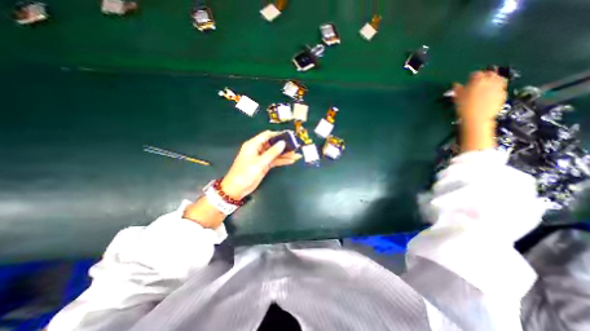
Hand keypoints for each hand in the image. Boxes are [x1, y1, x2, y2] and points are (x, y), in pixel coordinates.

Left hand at [222, 131, 303, 198]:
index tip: (289, 135)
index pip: (267, 135)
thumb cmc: (245, 173)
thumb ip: (272, 152)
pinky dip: (282, 161)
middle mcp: (258, 149)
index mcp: (253, 145)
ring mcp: (262, 158)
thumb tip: (282, 143)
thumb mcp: (260, 162)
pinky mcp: (264, 165)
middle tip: (295, 146)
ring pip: (275, 153)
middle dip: (284, 145)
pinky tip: (291, 160)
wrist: (237, 189)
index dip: (278, 134)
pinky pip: (275, 161)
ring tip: (296, 154)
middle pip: (273, 144)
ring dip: (285, 154)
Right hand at [453, 69, 506, 124]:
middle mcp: (491, 81)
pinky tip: (490, 95)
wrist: (476, 119)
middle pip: (490, 74)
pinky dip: (496, 89)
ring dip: (493, 81)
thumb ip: (458, 89)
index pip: (475, 74)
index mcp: (478, 80)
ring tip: (487, 86)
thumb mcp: (457, 98)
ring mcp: (499, 87)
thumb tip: (456, 85)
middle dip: (485, 76)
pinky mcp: (503, 95)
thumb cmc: (464, 108)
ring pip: (499, 79)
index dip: (470, 77)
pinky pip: (501, 88)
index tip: (467, 81)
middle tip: (478, 82)